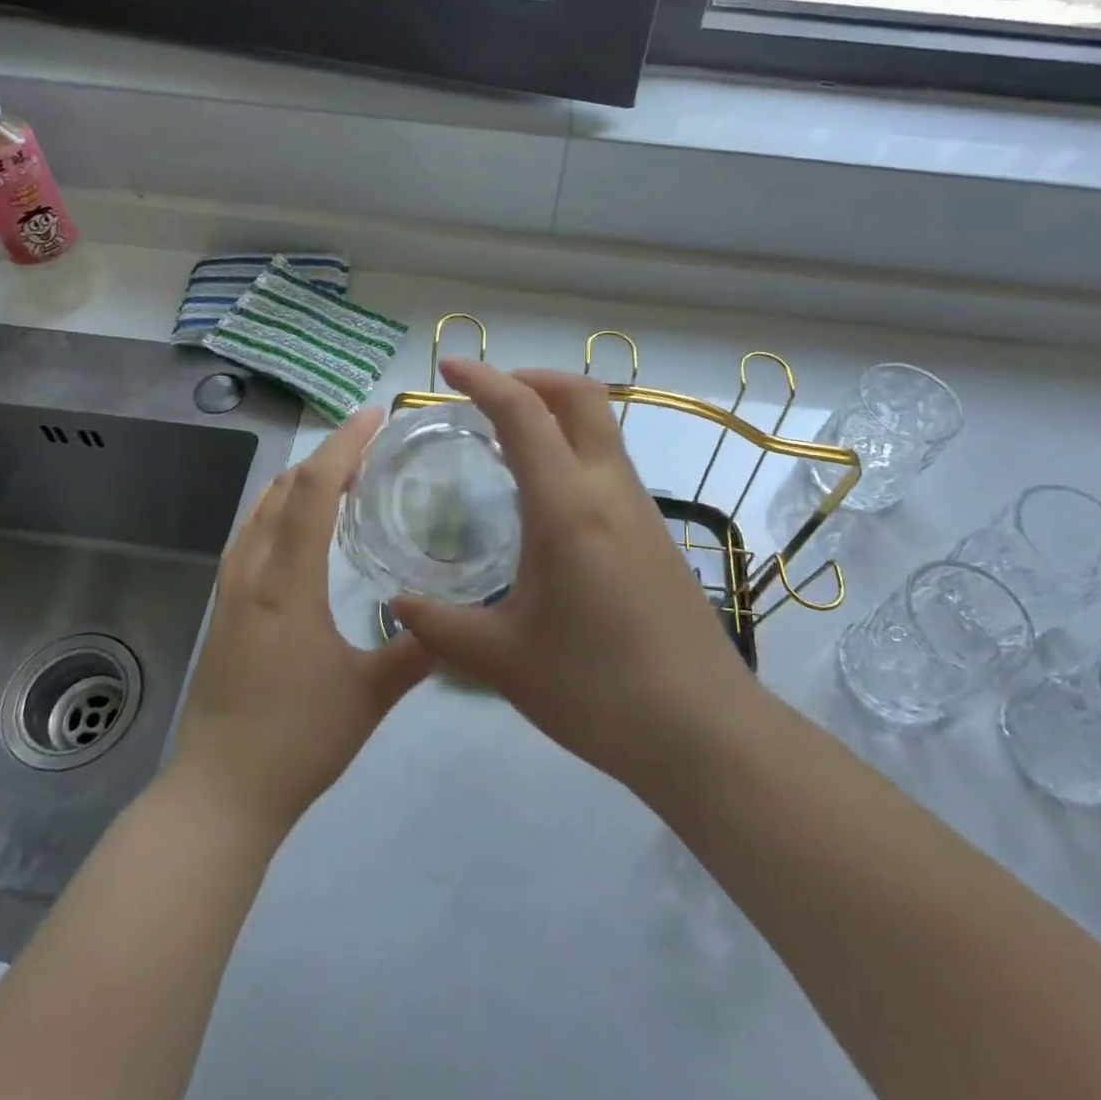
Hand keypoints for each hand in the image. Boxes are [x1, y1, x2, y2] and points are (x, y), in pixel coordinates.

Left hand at [171, 409, 430, 833]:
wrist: (220, 793)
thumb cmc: (296, 740)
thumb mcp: (369, 695)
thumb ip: (416, 651)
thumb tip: (458, 619)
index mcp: (286, 584)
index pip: (313, 490)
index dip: (344, 444)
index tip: (376, 417)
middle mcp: (252, 574)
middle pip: (284, 489)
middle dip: (327, 456)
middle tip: (373, 448)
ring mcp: (231, 591)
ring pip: (262, 511)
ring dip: (301, 482)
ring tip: (345, 478)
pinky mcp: (225, 610)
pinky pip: (251, 536)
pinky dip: (281, 511)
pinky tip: (304, 529)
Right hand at [391, 360, 749, 792]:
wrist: (702, 731)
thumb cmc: (597, 691)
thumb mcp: (502, 661)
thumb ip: (440, 626)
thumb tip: (397, 604)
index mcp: (569, 508)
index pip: (526, 414)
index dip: (485, 379)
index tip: (448, 368)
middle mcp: (611, 492)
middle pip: (581, 397)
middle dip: (531, 378)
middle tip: (484, 398)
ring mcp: (642, 510)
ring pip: (601, 428)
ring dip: (555, 414)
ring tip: (505, 443)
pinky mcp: (656, 534)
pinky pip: (610, 465)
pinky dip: (572, 450)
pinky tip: (545, 499)